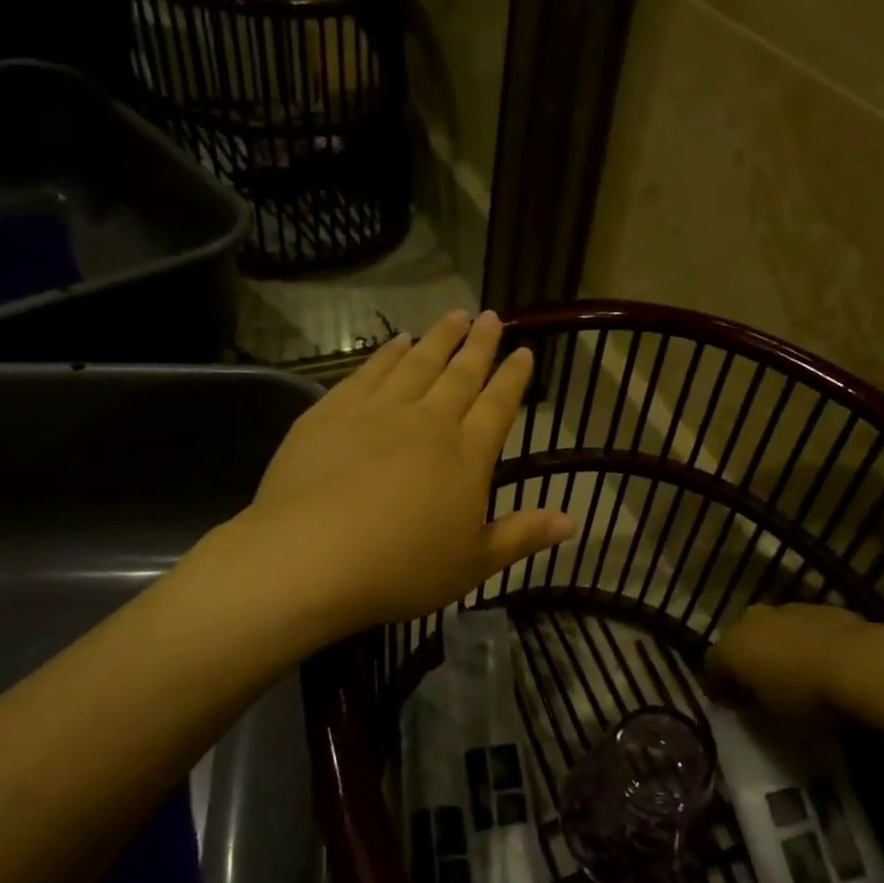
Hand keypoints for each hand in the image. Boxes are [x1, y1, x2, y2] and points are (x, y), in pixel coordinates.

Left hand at [195, 311, 575, 640]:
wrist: (311, 558)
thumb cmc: (401, 568)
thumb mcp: (474, 564)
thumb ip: (522, 537)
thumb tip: (572, 522)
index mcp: (467, 456)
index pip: (499, 406)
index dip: (513, 378)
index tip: (524, 351)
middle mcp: (429, 422)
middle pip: (461, 374)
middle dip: (479, 344)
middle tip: (491, 317)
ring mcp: (379, 411)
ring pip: (418, 362)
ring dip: (439, 337)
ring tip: (454, 315)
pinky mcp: (333, 411)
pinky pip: (370, 371)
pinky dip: (388, 353)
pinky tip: (397, 341)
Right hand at [704, 603, 875, 722]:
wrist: (861, 663)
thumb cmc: (806, 697)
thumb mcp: (771, 715)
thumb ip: (751, 703)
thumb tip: (742, 698)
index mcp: (732, 647)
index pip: (711, 665)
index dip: (717, 685)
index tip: (728, 703)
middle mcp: (752, 620)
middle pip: (739, 640)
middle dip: (746, 659)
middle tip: (759, 685)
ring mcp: (786, 609)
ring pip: (770, 629)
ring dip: (774, 646)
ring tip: (793, 672)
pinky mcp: (819, 606)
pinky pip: (800, 626)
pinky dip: (802, 640)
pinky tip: (819, 659)